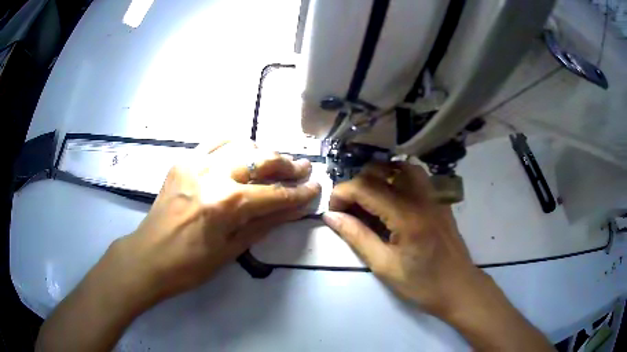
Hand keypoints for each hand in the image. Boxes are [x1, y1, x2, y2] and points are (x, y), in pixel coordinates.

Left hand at [111, 140, 320, 305]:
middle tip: (303, 169)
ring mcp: (195, 162)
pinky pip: (216, 142)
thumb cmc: (190, 265)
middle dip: (287, 165)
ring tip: (275, 163)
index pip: (275, 194)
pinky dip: (236, 144)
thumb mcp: (232, 250)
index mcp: (226, 204)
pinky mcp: (183, 159)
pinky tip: (244, 153)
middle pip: (261, 160)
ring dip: (264, 152)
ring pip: (241, 144)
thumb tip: (295, 209)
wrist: (148, 256)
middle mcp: (213, 175)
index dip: (299, 192)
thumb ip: (266, 224)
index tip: (317, 187)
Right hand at [322, 162, 484, 316]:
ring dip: (379, 176)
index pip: (366, 187)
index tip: (332, 210)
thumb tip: (331, 216)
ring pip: (401, 167)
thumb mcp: (384, 265)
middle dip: (357, 184)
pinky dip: (397, 177)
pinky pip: (416, 176)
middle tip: (349, 208)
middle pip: (381, 171)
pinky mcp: (439, 199)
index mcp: (406, 215)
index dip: (342, 193)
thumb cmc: (421, 283)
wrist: (458, 286)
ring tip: (368, 197)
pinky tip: (391, 197)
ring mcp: (433, 195)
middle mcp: (421, 196)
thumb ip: (356, 236)